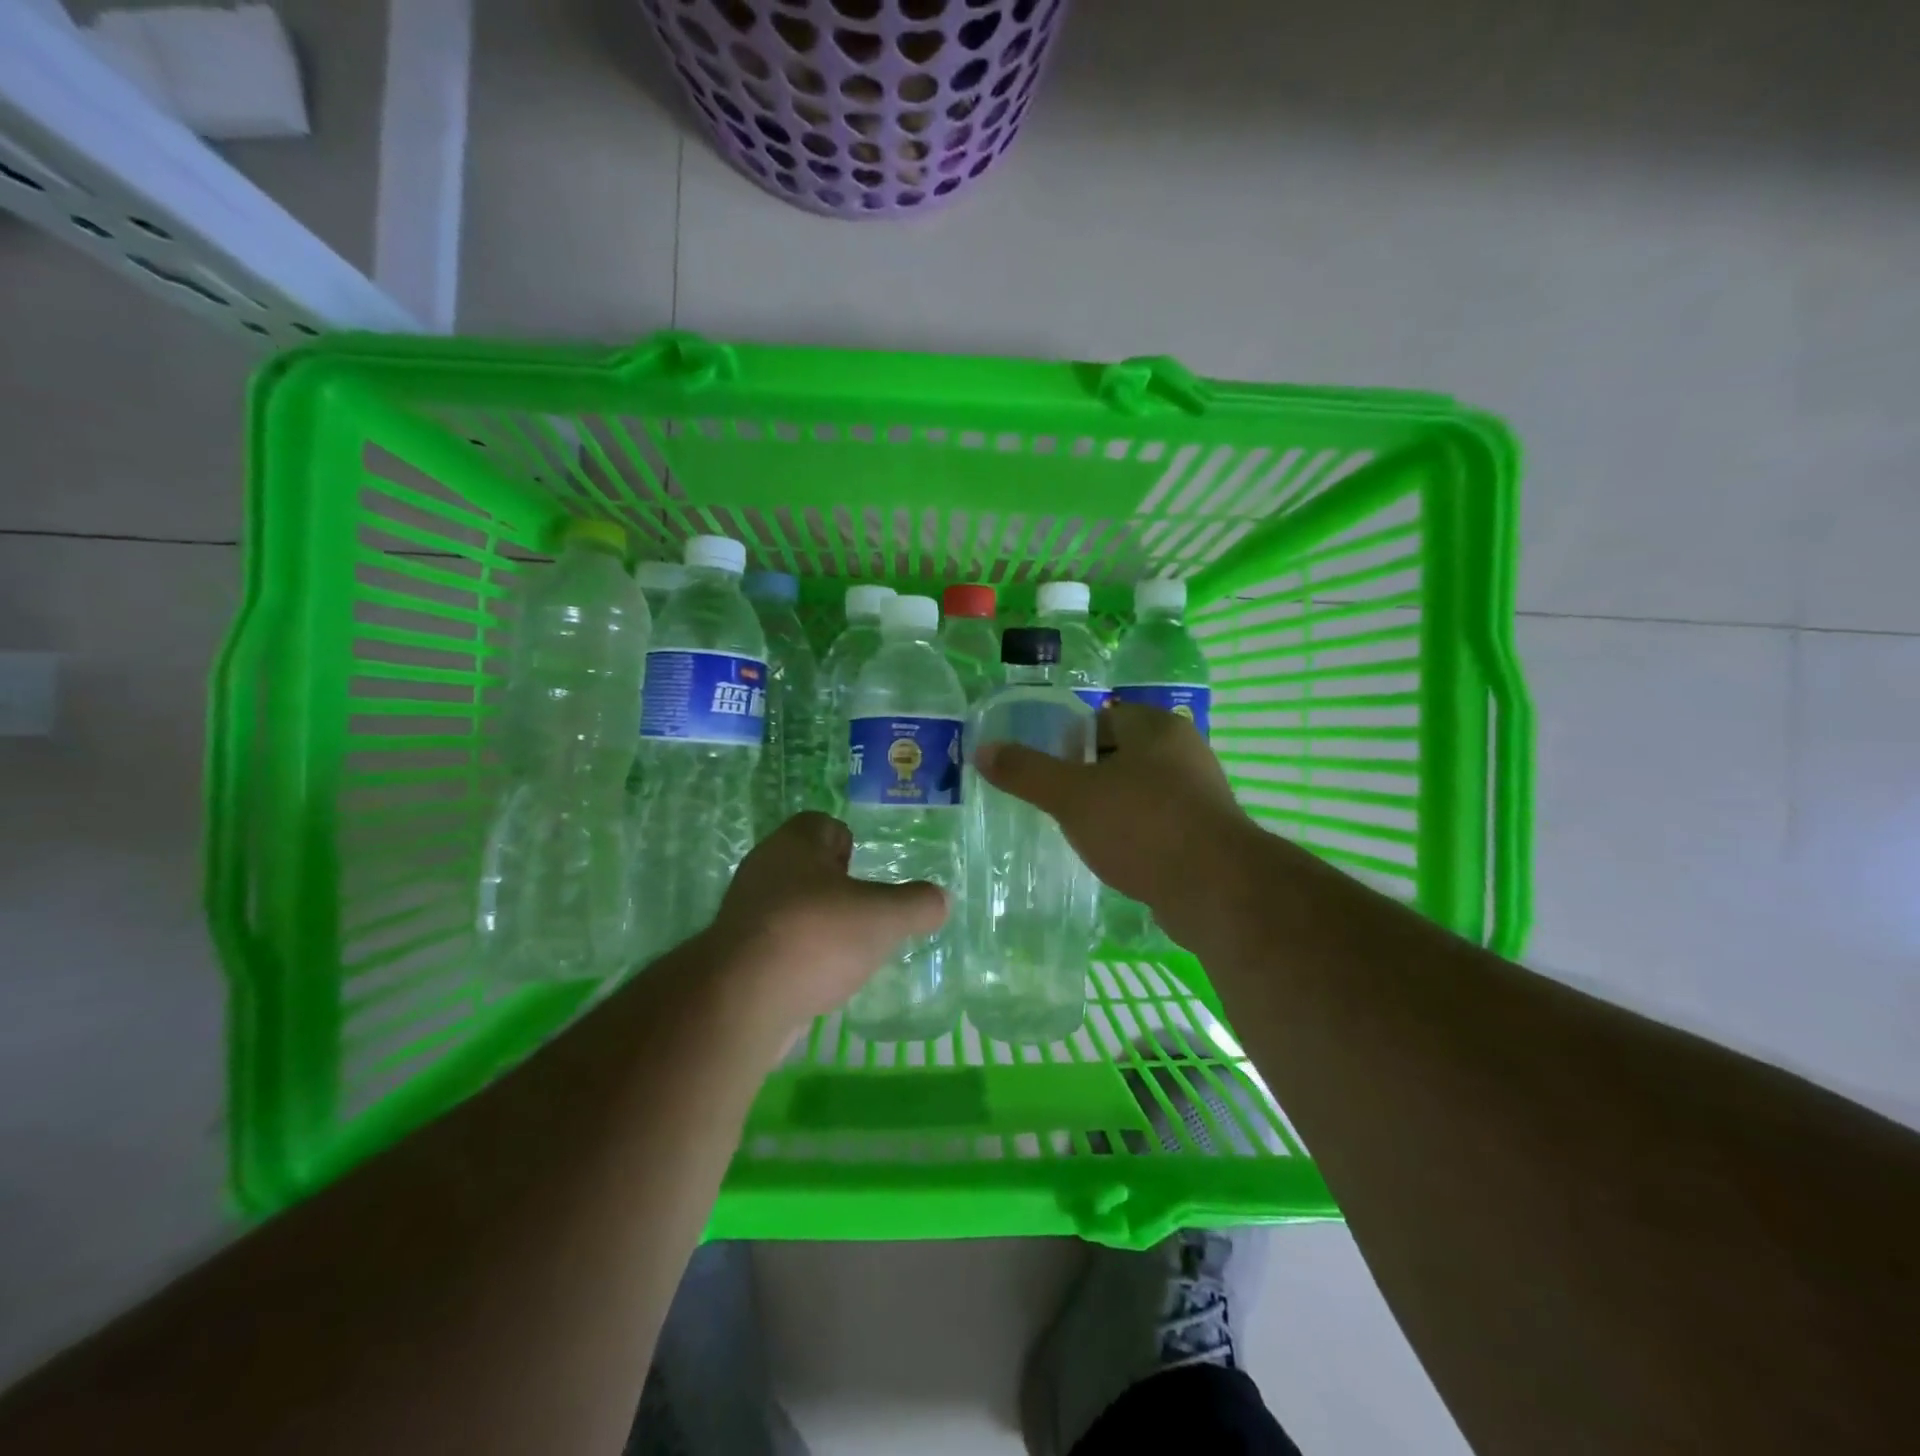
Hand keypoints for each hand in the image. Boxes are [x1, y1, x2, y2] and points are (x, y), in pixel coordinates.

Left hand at [704, 812, 948, 1037]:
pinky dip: (798, 957)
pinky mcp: (736, 955)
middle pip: (806, 866)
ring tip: (847, 951)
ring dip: (817, 924)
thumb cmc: (816, 936)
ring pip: (791, 906)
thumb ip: (916, 904)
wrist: (741, 1000)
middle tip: (865, 913)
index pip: (823, 825)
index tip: (867, 874)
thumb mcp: (883, 917)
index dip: (849, 843)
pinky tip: (819, 980)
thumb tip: (940, 900)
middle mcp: (764, 869)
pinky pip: (777, 944)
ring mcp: (745, 913)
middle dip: (836, 887)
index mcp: (794, 843)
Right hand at [975, 702, 1257, 944]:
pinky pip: (1156, 824)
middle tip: (1054, 802)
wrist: (1217, 891)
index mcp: (1156, 728)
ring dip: (1110, 808)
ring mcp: (1199, 795)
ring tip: (1077, 831)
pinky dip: (1133, 835)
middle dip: (1087, 776)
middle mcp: (1184, 753)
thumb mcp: (1072, 796)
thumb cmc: (1142, 826)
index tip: (1045, 769)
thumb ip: (1027, 771)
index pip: (1103, 718)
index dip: (1069, 740)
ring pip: (1139, 792)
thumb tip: (984, 749)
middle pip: (1120, 755)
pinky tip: (1113, 856)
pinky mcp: (1205, 834)